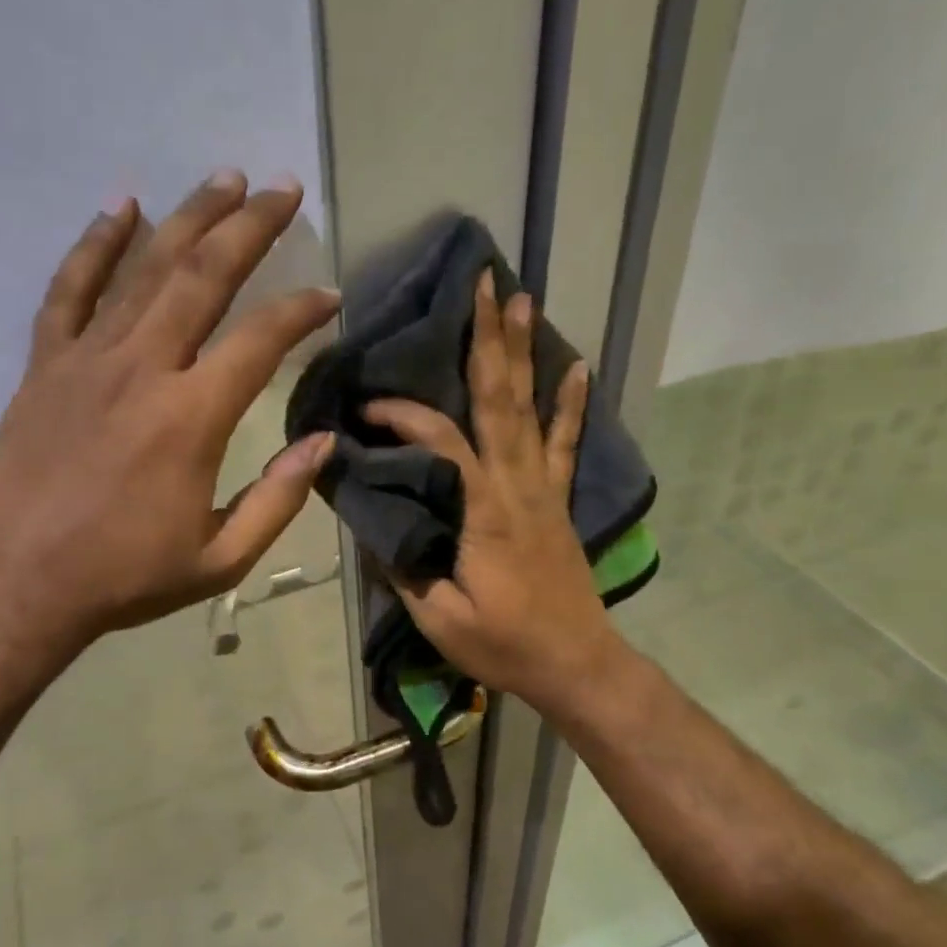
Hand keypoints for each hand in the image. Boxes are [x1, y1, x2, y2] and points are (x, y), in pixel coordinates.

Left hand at [0, 170, 338, 688]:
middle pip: (204, 276)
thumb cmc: (126, 578)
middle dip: (250, 226)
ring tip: (223, 180)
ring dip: (188, 218)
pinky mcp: (45, 366)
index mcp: (192, 418)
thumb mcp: (222, 558)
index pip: (261, 340)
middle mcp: (143, 370)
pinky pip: (69, 290)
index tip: (329, 295)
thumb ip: (280, 497)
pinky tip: (121, 207)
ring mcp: (86, 361)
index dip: (302, 310)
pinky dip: (95, 245)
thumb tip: (325, 441)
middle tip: (282, 188)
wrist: (18, 587)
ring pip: (144, 270)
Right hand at [364, 270, 626, 720]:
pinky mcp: (558, 500)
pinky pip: (567, 443)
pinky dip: (571, 403)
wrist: (576, 663)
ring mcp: (543, 488)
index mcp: (482, 512)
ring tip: (522, 300)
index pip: (441, 443)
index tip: (368, 408)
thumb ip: (404, 567)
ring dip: (524, 352)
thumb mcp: (438, 618)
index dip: (404, 417)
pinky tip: (577, 366)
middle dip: (488, 339)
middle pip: (499, 400)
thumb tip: (373, 523)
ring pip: (530, 409)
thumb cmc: (504, 644)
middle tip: (484, 283)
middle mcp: (516, 486)